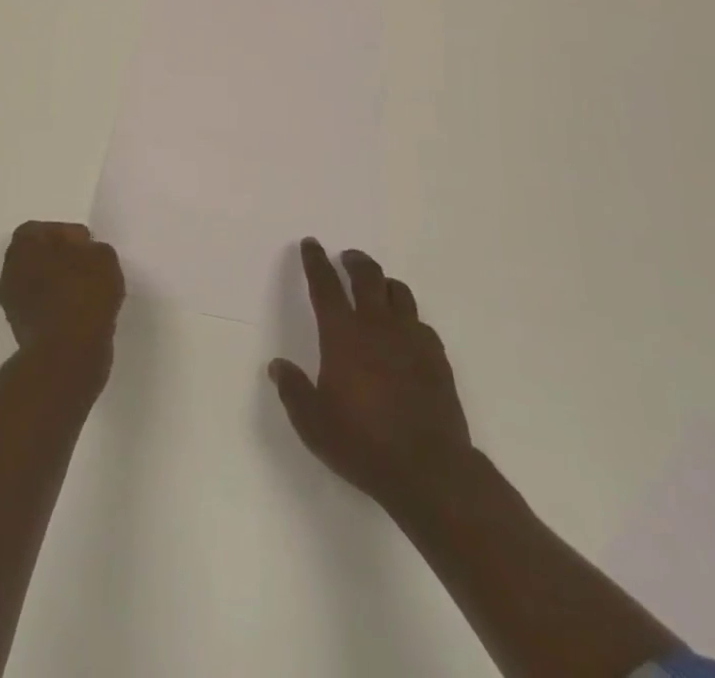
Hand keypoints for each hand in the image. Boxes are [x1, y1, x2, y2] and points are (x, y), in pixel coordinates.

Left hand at [0, 221, 123, 385]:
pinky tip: (79, 315)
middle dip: (59, 260)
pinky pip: (41, 309)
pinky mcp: (19, 330)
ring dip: (56, 286)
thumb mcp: (103, 256)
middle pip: (38, 256)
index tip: (89, 249)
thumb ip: (91, 248)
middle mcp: (10, 267)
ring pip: (37, 284)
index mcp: (25, 241)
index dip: (69, 237)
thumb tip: (82, 254)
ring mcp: (11, 301)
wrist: (67, 352)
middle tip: (87, 269)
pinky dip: (56, 309)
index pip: (47, 229)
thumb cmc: (84, 292)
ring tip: (86, 294)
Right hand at [270, 238, 471, 514]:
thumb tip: (277, 366)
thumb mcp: (313, 424)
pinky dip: (408, 318)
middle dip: (354, 261)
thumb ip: (293, 390)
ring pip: (399, 292)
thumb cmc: (363, 443)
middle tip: (347, 257)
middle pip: (367, 276)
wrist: (429, 469)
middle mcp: (377, 325)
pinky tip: (405, 332)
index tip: (311, 244)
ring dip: (384, 283)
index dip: (315, 261)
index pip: (325, 284)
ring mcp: (411, 337)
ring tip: (377, 287)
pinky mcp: (436, 356)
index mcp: (343, 334)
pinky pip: (420, 323)